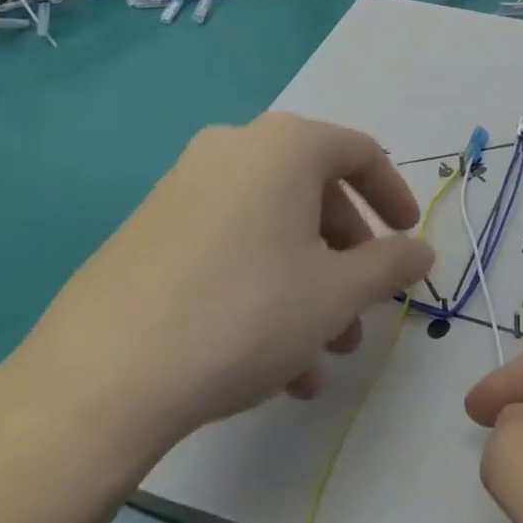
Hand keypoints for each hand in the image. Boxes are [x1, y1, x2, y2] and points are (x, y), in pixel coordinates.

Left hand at [12, 113, 434, 474]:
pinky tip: (272, 363)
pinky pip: (229, 246)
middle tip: (362, 309)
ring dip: (308, 284)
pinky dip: (263, 287)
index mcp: (284, 145)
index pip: (361, 152)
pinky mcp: (150, 229)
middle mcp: (234, 149)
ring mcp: (185, 187)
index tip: (409, 240)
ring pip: (272, 228)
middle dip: (348, 256)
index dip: (395, 196)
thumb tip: (422, 250)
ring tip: (321, 355)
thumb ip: (391, 264)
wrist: (100, 377)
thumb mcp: (337, 292)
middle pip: (314, 193)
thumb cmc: (245, 313)